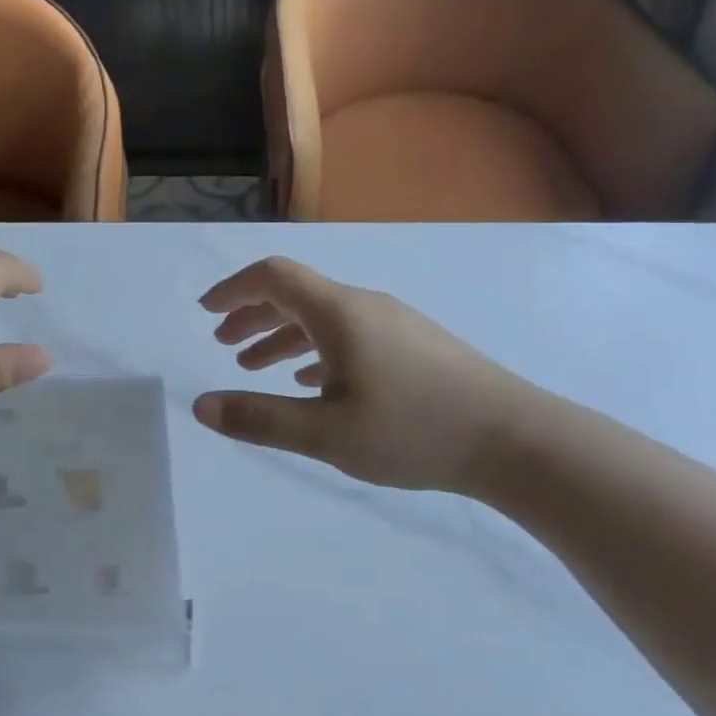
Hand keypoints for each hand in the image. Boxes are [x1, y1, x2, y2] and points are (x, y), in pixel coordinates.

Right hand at [193, 256, 548, 495]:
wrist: (514, 439)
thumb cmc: (414, 431)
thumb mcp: (326, 433)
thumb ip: (260, 419)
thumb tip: (201, 406)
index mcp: (339, 313)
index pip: (274, 277)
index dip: (234, 289)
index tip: (207, 311)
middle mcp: (365, 305)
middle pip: (297, 294)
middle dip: (254, 314)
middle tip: (224, 344)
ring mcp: (394, 323)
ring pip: (324, 317)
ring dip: (284, 335)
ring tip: (257, 366)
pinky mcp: (415, 344)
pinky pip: (351, 334)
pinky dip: (318, 348)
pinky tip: (313, 380)